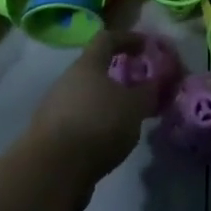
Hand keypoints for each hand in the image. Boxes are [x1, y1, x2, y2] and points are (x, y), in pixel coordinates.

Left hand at [27, 31, 156, 210]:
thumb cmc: (97, 125)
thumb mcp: (134, 106)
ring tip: (129, 120)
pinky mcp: (50, 137)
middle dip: (119, 76)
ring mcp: (55, 108)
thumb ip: (150, 91)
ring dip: (108, 103)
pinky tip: (109, 142)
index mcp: (87, 65)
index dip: (129, 39)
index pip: (107, 38)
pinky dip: (97, 125)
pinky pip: (80, 121)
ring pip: (87, 97)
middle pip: (95, 69)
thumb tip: (159, 80)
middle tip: (141, 89)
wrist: (51, 172)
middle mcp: (67, 81)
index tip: (148, 46)